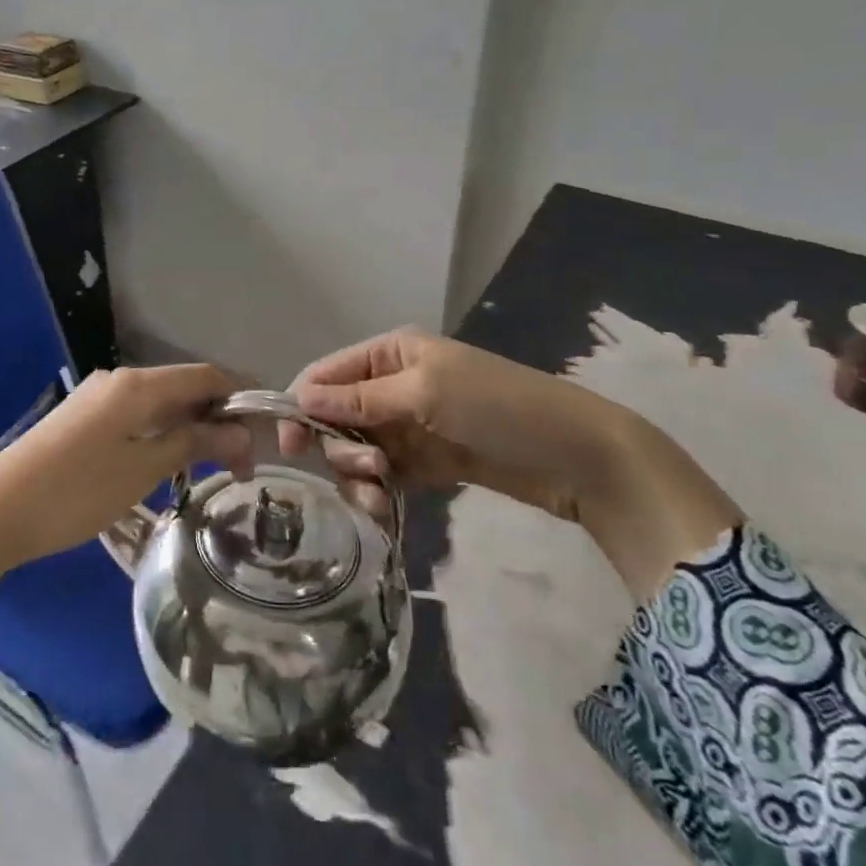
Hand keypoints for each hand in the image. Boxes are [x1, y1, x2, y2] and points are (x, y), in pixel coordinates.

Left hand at [0, 364, 250, 622]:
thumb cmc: (78, 492)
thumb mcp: (144, 469)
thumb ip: (194, 442)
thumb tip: (241, 430)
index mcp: (138, 385)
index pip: (205, 375)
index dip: (240, 397)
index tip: (265, 434)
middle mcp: (119, 379)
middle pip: (183, 387)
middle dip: (217, 418)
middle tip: (241, 464)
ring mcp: (97, 397)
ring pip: (159, 403)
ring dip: (190, 427)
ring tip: (211, 468)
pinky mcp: (83, 417)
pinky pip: (136, 415)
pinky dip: (162, 432)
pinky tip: (169, 461)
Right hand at [282, 328, 622, 518]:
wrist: (577, 457)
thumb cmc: (497, 406)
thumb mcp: (424, 393)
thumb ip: (358, 399)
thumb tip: (299, 398)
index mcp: (390, 354)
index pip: (325, 375)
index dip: (301, 407)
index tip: (288, 449)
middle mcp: (392, 385)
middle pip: (336, 417)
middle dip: (340, 448)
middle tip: (369, 470)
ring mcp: (410, 425)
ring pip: (356, 450)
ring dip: (358, 475)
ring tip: (381, 496)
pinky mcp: (427, 462)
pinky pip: (384, 476)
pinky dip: (378, 493)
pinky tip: (386, 511)